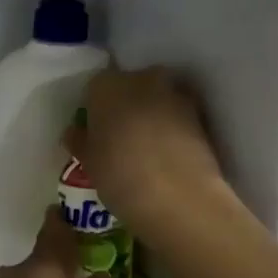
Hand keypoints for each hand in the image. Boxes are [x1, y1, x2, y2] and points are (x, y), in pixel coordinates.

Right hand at [65, 67, 226, 245]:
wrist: (180, 197)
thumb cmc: (120, 175)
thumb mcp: (88, 162)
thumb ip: (80, 141)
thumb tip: (77, 133)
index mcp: (106, 85)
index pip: (94, 88)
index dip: (94, 110)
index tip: (94, 132)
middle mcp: (141, 80)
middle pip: (129, 86)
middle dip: (125, 106)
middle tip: (119, 137)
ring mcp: (175, 95)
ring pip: (156, 99)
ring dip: (151, 115)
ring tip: (146, 148)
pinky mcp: (201, 115)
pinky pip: (178, 116)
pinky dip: (172, 128)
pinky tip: (167, 154)